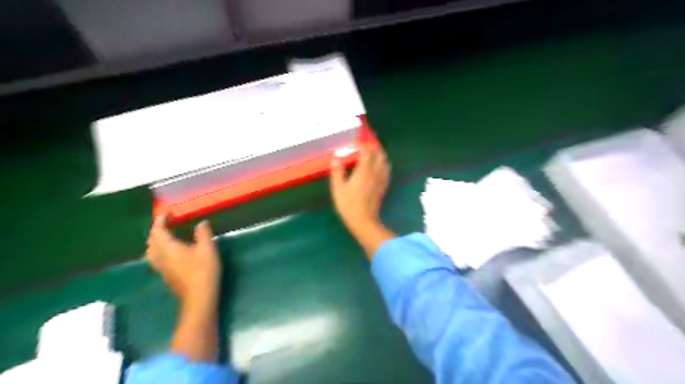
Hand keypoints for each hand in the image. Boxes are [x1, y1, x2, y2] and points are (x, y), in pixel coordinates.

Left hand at [147, 216, 221, 302]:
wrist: (199, 297)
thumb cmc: (203, 270)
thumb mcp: (207, 248)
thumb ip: (203, 233)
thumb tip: (201, 223)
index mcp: (168, 248)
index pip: (158, 231)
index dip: (160, 221)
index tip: (166, 213)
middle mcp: (160, 257)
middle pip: (151, 242)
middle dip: (156, 231)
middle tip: (165, 224)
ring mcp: (162, 268)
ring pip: (152, 252)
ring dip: (156, 242)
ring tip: (165, 237)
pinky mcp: (167, 276)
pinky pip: (157, 259)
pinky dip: (159, 251)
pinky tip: (170, 253)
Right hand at [332, 143, 390, 230]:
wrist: (364, 221)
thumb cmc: (349, 205)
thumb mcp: (338, 188)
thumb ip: (337, 171)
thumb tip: (336, 158)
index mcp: (364, 171)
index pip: (366, 151)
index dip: (360, 144)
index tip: (352, 144)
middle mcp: (376, 172)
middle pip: (378, 153)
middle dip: (370, 146)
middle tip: (360, 146)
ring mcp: (382, 179)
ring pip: (384, 160)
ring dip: (377, 153)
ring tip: (368, 153)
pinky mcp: (384, 185)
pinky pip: (386, 169)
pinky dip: (382, 163)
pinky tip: (376, 166)